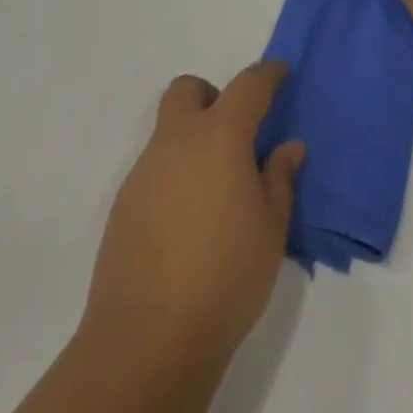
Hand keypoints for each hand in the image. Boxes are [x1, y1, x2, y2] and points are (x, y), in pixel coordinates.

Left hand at [76, 63, 305, 391]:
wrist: (147, 339)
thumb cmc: (225, 276)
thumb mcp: (270, 230)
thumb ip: (279, 180)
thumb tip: (288, 147)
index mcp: (220, 136)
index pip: (248, 85)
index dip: (267, 74)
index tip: (280, 73)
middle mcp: (178, 140)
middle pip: (188, 90)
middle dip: (211, 96)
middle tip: (233, 133)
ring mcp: (145, 170)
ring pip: (168, 131)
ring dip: (191, 141)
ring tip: (214, 191)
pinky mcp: (123, 204)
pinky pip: (153, 170)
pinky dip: (173, 177)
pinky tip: (186, 222)